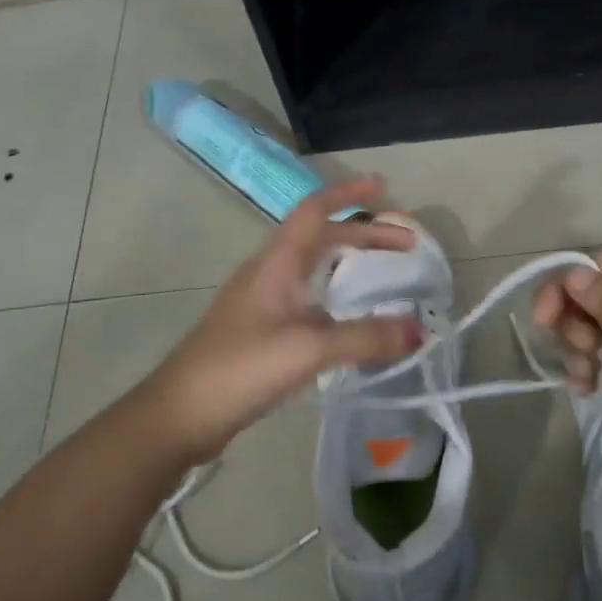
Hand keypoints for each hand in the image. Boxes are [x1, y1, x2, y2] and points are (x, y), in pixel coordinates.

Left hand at [141, 177, 423, 464]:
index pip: (315, 210)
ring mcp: (260, 300)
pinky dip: (334, 292)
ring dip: (347, 259)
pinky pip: (305, 294)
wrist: (181, 413)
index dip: (349, 194)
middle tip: (405, 244)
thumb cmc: (242, 368)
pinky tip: (347, 317)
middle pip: (319, 236)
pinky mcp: (258, 328)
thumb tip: (420, 331)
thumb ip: (367, 338)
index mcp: (277, 262)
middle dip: (363, 233)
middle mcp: (267, 272)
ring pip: (311, 265)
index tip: (384, 187)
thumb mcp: (310, 350)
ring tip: (381, 271)